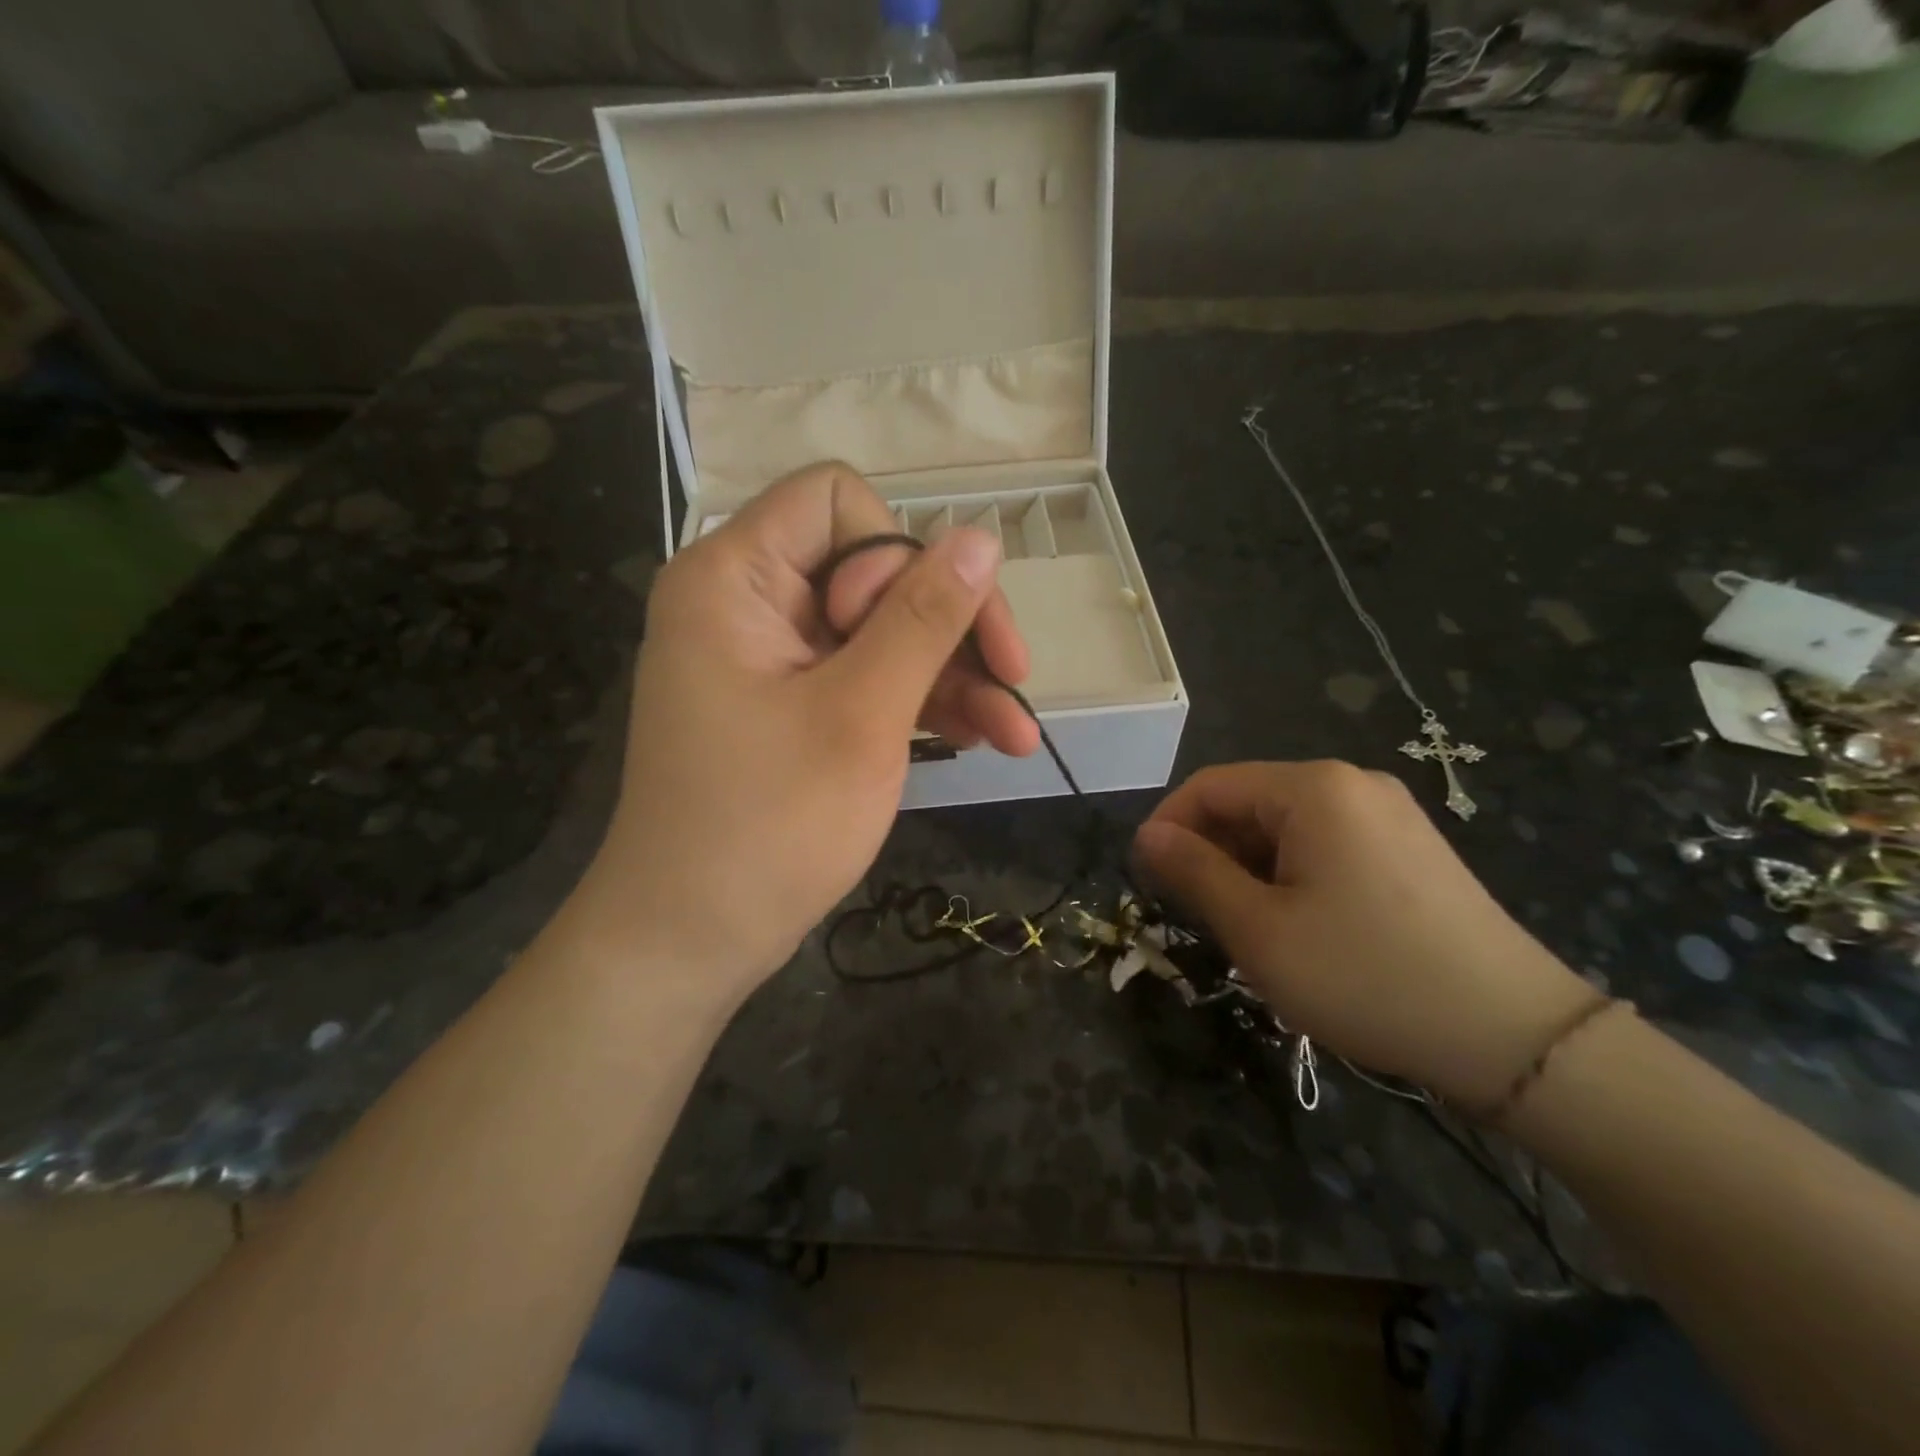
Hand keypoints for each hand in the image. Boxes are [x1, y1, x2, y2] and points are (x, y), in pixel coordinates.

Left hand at [574, 462, 1038, 993]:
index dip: (894, 554)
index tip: (913, 631)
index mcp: (733, 578)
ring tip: (1015, 735)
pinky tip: (980, 739)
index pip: (835, 500)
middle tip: (1014, 679)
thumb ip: (923, 620)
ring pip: (881, 630)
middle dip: (948, 624)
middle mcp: (746, 603)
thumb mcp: (860, 716)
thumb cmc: (768, 826)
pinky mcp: (790, 705)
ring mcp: (769, 658)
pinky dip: (919, 703)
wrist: (691, 941)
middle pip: (871, 568)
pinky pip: (864, 677)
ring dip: (952, 674)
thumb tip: (981, 538)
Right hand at [1132, 761, 1598, 1108]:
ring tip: (1241, 926)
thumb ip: (1194, 872)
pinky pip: (1327, 845)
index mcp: (1313, 788)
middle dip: (1210, 850)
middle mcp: (1353, 784)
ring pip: (1287, 827)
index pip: (1210, 786)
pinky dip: (1291, 875)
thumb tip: (1148, 835)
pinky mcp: (1411, 849)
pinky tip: (1295, 925)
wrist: (1515, 1037)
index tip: (1144, 878)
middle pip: (1250, 802)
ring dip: (1248, 867)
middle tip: (1191, 913)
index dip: (1167, 826)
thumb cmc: (1366, 975)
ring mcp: (1389, 815)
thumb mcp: (1259, 929)